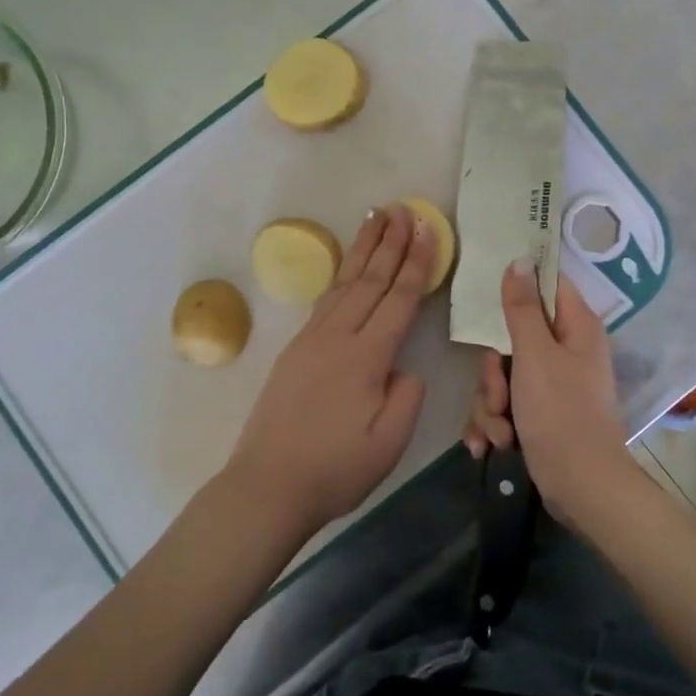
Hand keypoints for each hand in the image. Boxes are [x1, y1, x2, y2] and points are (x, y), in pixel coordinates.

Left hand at [225, 204, 434, 539]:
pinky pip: (326, 299)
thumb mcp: (388, 443)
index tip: (428, 229)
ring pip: (345, 282)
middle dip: (391, 241)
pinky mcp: (296, 350)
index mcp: (366, 357)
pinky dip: (342, 274)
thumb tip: (403, 368)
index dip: (417, 262)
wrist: (267, 486)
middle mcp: (337, 337)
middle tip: (404, 208)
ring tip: (376, 217)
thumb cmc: (334, 470)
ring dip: (364, 248)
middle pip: (370, 279)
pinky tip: (348, 266)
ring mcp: (312, 340)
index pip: (399, 299)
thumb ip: (406, 397)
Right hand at [461, 262, 636, 527]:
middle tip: (498, 393)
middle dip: (494, 372)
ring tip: (500, 432)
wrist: (581, 489)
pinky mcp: (539, 415)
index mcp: (576, 328)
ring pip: (502, 376)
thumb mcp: (535, 355)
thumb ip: (522, 308)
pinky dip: (494, 425)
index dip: (519, 286)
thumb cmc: (561, 413)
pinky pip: (504, 406)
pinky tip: (489, 446)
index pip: (548, 285)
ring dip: (490, 405)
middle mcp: (566, 351)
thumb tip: (520, 260)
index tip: (490, 297)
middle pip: (513, 337)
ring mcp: (552, 385)